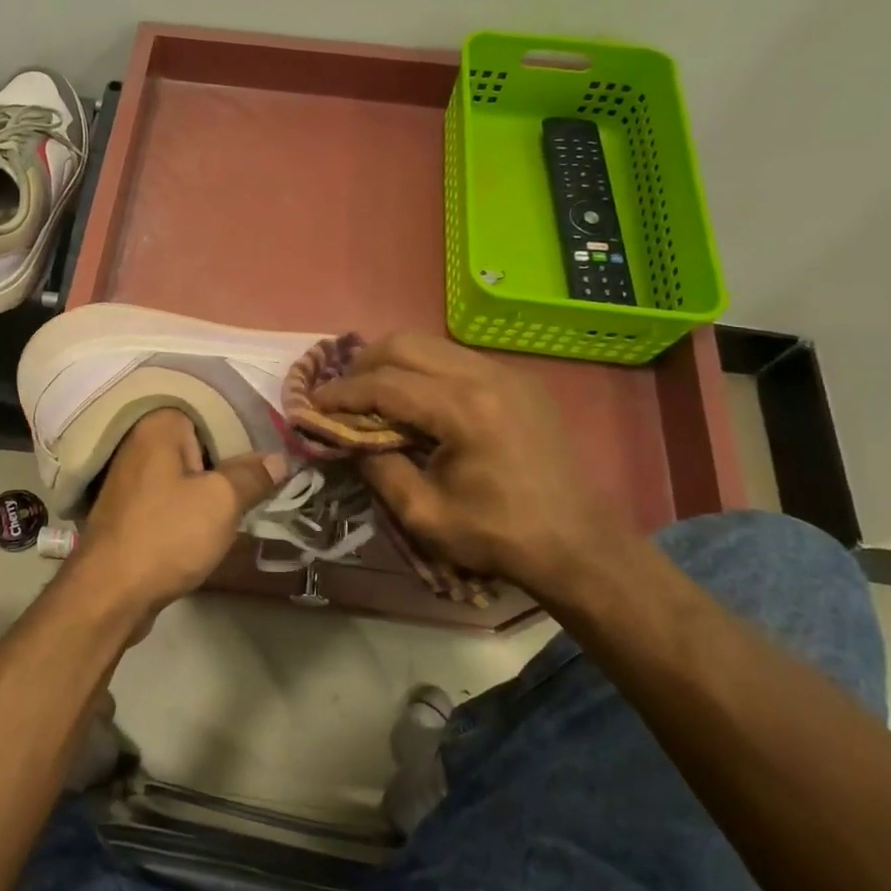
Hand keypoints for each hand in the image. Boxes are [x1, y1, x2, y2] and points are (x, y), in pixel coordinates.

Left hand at [68, 408, 285, 615]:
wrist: (110, 593)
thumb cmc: (167, 535)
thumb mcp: (222, 501)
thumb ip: (252, 476)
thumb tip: (280, 459)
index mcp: (158, 425)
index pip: (214, 410)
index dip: (248, 430)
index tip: (276, 449)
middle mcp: (139, 442)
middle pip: (201, 442)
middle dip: (233, 460)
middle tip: (271, 476)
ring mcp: (132, 476)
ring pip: (187, 471)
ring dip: (215, 486)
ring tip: (252, 497)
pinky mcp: (131, 507)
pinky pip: (173, 494)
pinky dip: (194, 504)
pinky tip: (217, 520)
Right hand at [312, 333, 631, 599]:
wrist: (578, 545)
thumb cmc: (498, 536)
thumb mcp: (423, 514)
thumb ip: (377, 468)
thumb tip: (344, 437)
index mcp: (464, 410)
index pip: (384, 383)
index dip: (341, 393)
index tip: (312, 405)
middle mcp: (486, 375)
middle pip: (404, 344)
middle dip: (362, 365)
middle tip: (340, 395)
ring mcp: (507, 372)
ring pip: (430, 344)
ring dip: (392, 363)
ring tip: (371, 396)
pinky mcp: (519, 381)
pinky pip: (455, 358)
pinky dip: (423, 370)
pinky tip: (414, 401)